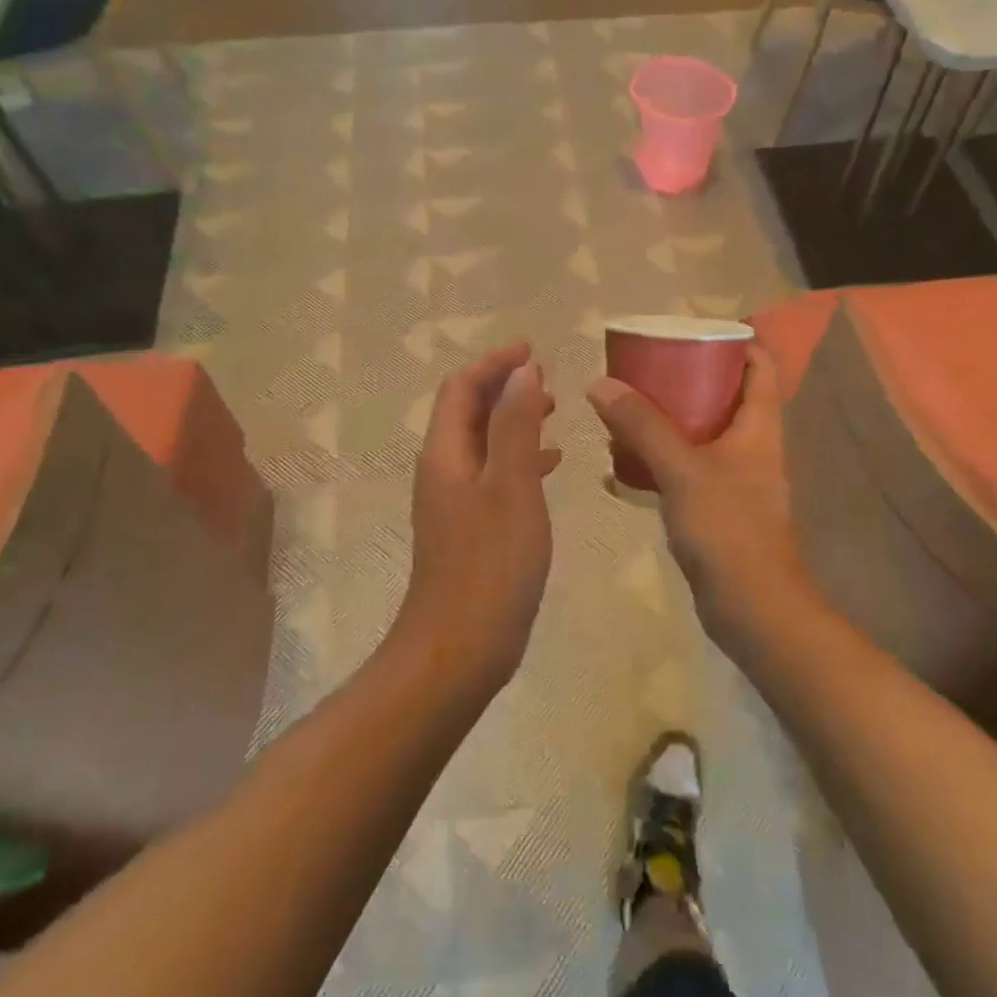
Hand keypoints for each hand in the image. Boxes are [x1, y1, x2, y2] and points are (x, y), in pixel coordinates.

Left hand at [396, 342, 560, 697]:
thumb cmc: (490, 564)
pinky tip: (549, 466)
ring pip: (483, 443)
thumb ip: (516, 425)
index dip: (493, 363)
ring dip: (513, 419)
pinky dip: (519, 458)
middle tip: (546, 377)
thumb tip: (522, 371)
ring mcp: (454, 502)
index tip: (532, 348)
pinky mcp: (470, 528)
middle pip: (468, 411)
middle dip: (503, 387)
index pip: (461, 389)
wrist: (459, 647)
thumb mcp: (511, 486)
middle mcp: (443, 470)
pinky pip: (493, 475)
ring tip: (553, 411)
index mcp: (446, 454)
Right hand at [588, 347, 805, 655]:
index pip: (758, 364)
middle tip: (640, 368)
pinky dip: (657, 462)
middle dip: (683, 378)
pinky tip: (619, 466)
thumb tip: (600, 383)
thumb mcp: (682, 469)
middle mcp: (751, 444)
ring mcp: (735, 478)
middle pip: (723, 394)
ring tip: (622, 409)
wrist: (752, 607)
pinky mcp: (716, 507)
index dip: (732, 341)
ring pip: (699, 433)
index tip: (687, 331)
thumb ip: (643, 426)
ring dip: (665, 421)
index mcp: (759, 424)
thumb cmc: (728, 528)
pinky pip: (684, 470)